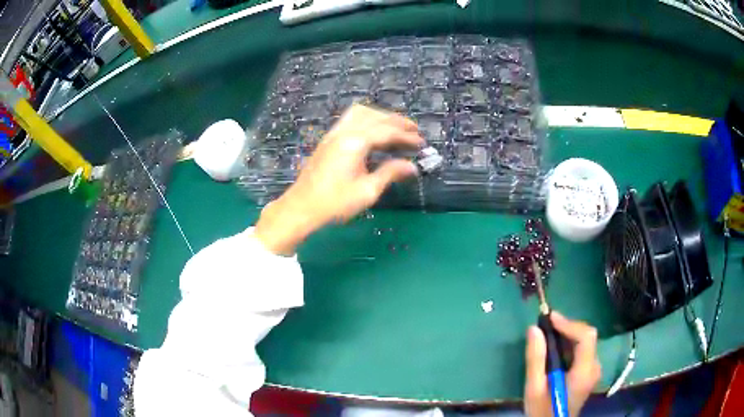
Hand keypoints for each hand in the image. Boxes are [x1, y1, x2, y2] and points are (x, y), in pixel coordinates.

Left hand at [255, 105, 423, 254]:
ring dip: (380, 116)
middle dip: (397, 121)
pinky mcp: (328, 139)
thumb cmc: (334, 203)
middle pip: (375, 117)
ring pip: (361, 113)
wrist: (301, 207)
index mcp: (355, 143)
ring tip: (395, 127)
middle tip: (414, 131)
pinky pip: (350, 119)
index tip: (422, 143)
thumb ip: (390, 173)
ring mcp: (333, 134)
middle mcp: (344, 132)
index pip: (387, 132)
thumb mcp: (367, 191)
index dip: (406, 136)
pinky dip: (367, 119)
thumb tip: (412, 167)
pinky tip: (373, 131)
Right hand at [524, 312, 600, 416]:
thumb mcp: (534, 388)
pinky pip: (583, 350)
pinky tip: (555, 348)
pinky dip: (570, 344)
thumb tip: (534, 329)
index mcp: (584, 372)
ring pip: (586, 342)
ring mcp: (593, 370)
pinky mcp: (589, 373)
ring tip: (548, 333)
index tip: (550, 318)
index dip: (570, 323)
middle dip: (567, 327)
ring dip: (568, 335)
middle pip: (587, 337)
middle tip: (546, 325)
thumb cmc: (542, 410)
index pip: (587, 337)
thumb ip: (536, 359)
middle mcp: (594, 367)